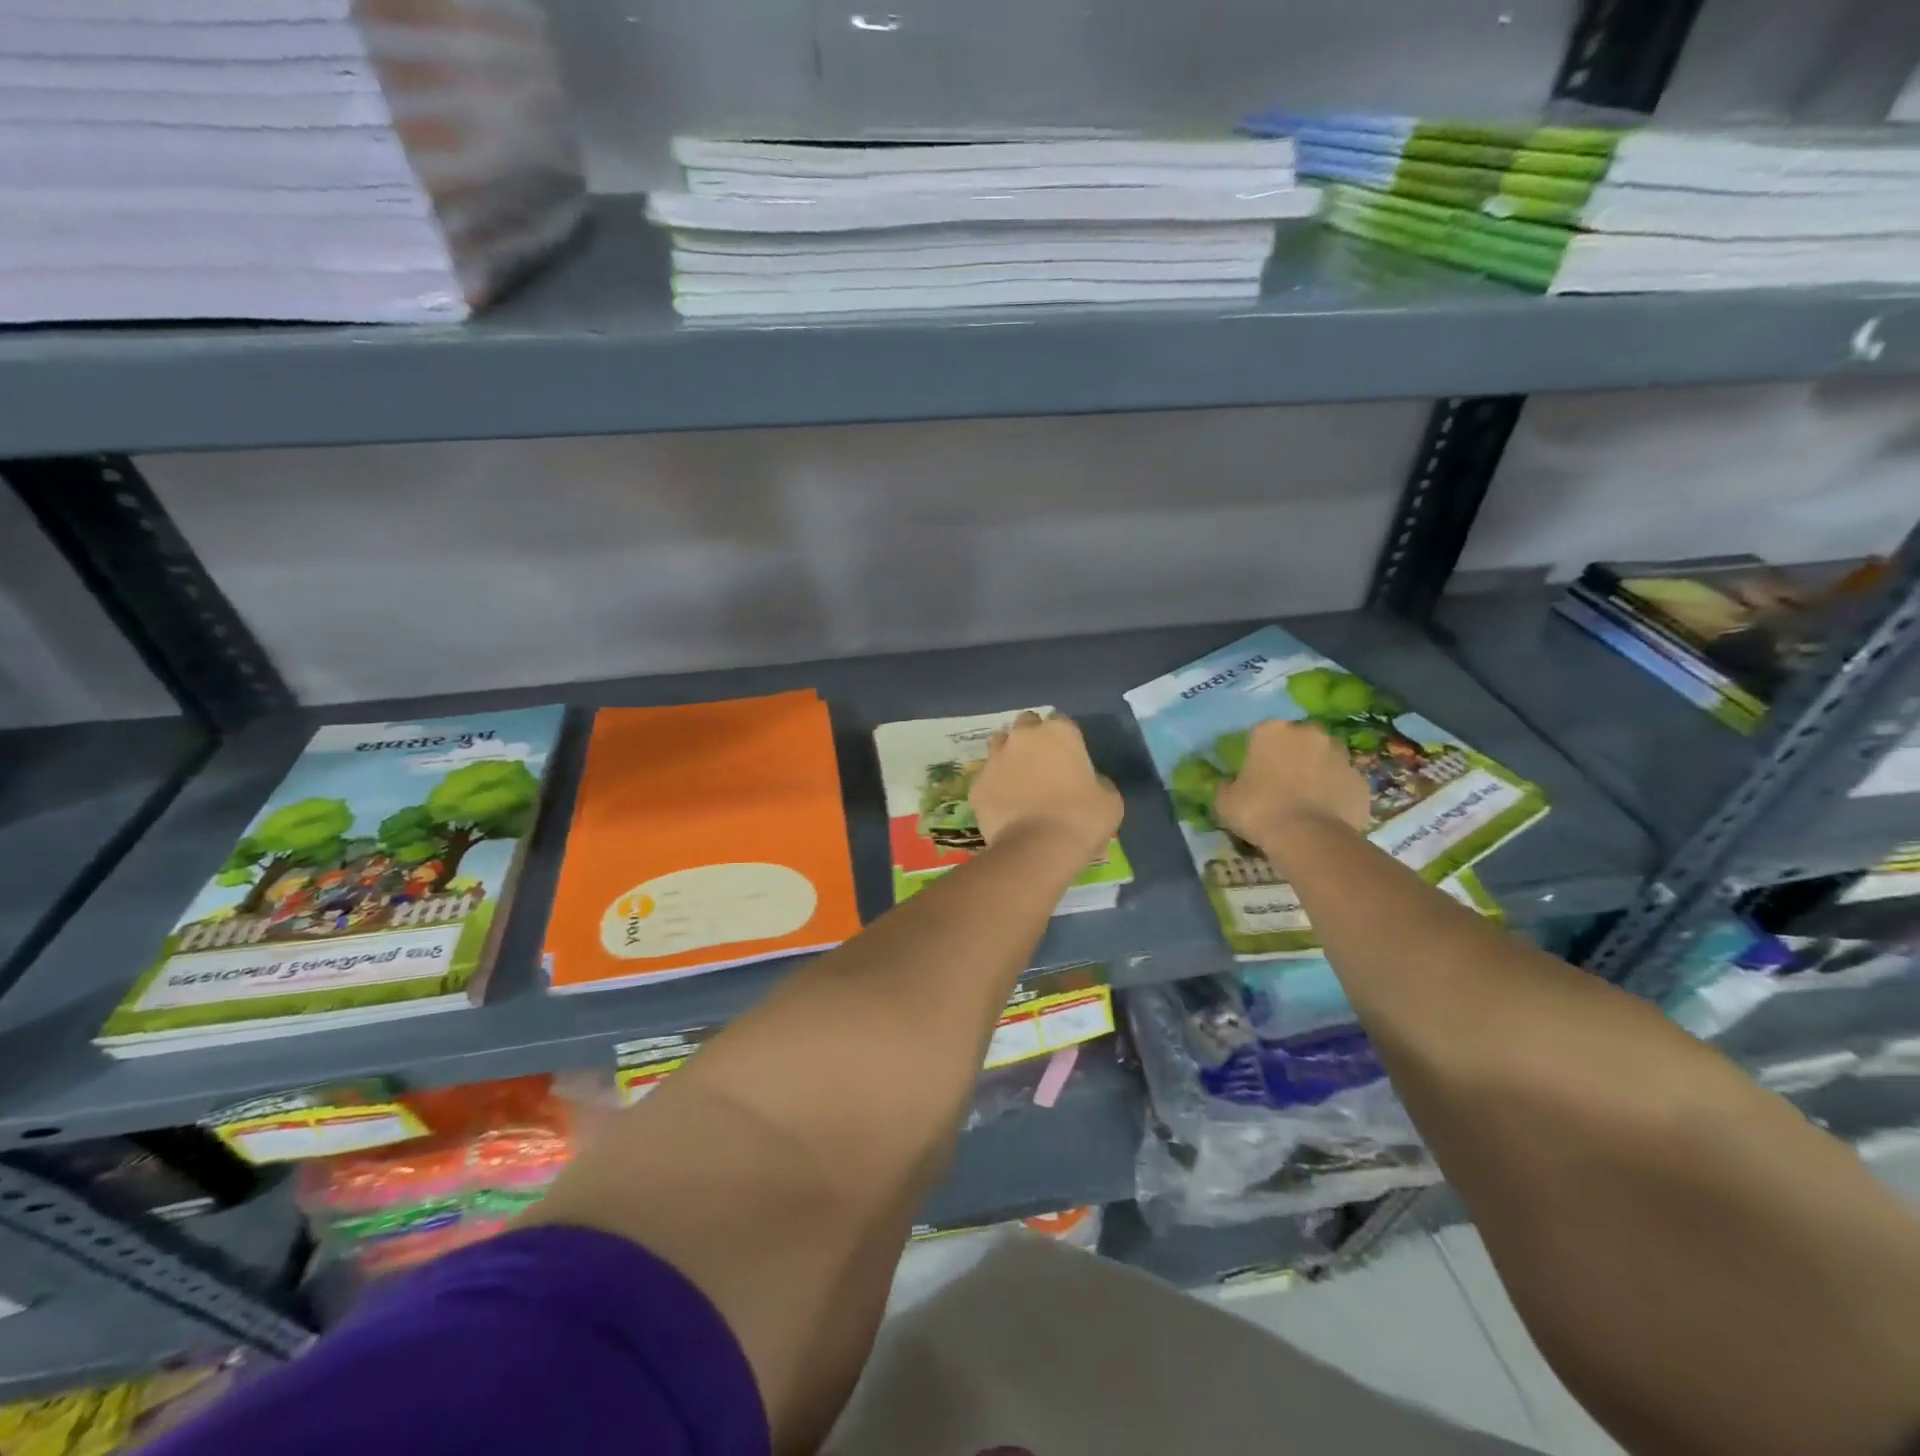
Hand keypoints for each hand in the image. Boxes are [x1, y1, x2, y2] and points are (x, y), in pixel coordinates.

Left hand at [970, 712, 1122, 861]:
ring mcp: (995, 758)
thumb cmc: (1081, 820)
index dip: (1065, 739)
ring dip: (1009, 755)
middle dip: (1032, 738)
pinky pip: (986, 778)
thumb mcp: (1110, 799)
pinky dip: (994, 787)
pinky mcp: (977, 785)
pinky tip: (1004, 806)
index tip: (1070, 758)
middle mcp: (1023, 737)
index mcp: (1059, 733)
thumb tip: (1088, 782)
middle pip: (1026, 725)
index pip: (1061, 722)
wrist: (1037, 849)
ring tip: (1019, 781)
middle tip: (1043, 765)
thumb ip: (1097, 780)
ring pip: (999, 744)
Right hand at [1214, 720, 1370, 847]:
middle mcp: (1309, 733)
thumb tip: (1228, 783)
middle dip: (1291, 756)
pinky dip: (1335, 792)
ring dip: (1316, 772)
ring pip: (1324, 758)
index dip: (1256, 755)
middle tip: (1280, 785)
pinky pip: (1342, 782)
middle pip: (1297, 741)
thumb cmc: (1259, 811)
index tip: (1253, 775)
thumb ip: (1226, 785)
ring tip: (1305, 800)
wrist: (1309, 838)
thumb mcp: (1225, 801)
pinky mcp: (1360, 779)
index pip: (1260, 735)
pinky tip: (1324, 814)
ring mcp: (1340, 754)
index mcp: (1272, 731)